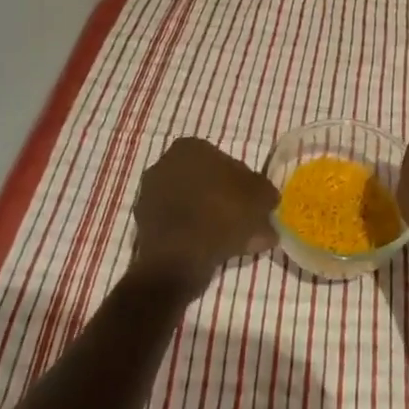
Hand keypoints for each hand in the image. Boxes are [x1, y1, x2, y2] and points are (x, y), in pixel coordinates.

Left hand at [131, 138, 277, 290]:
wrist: (178, 260)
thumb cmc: (222, 214)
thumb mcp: (261, 198)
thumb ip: (266, 193)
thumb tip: (266, 198)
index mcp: (190, 147)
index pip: (225, 161)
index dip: (243, 184)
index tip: (253, 203)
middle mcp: (164, 164)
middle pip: (206, 183)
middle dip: (224, 200)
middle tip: (244, 223)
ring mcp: (149, 195)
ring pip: (192, 205)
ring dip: (210, 219)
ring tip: (232, 243)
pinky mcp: (142, 224)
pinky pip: (178, 225)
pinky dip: (194, 235)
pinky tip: (212, 252)